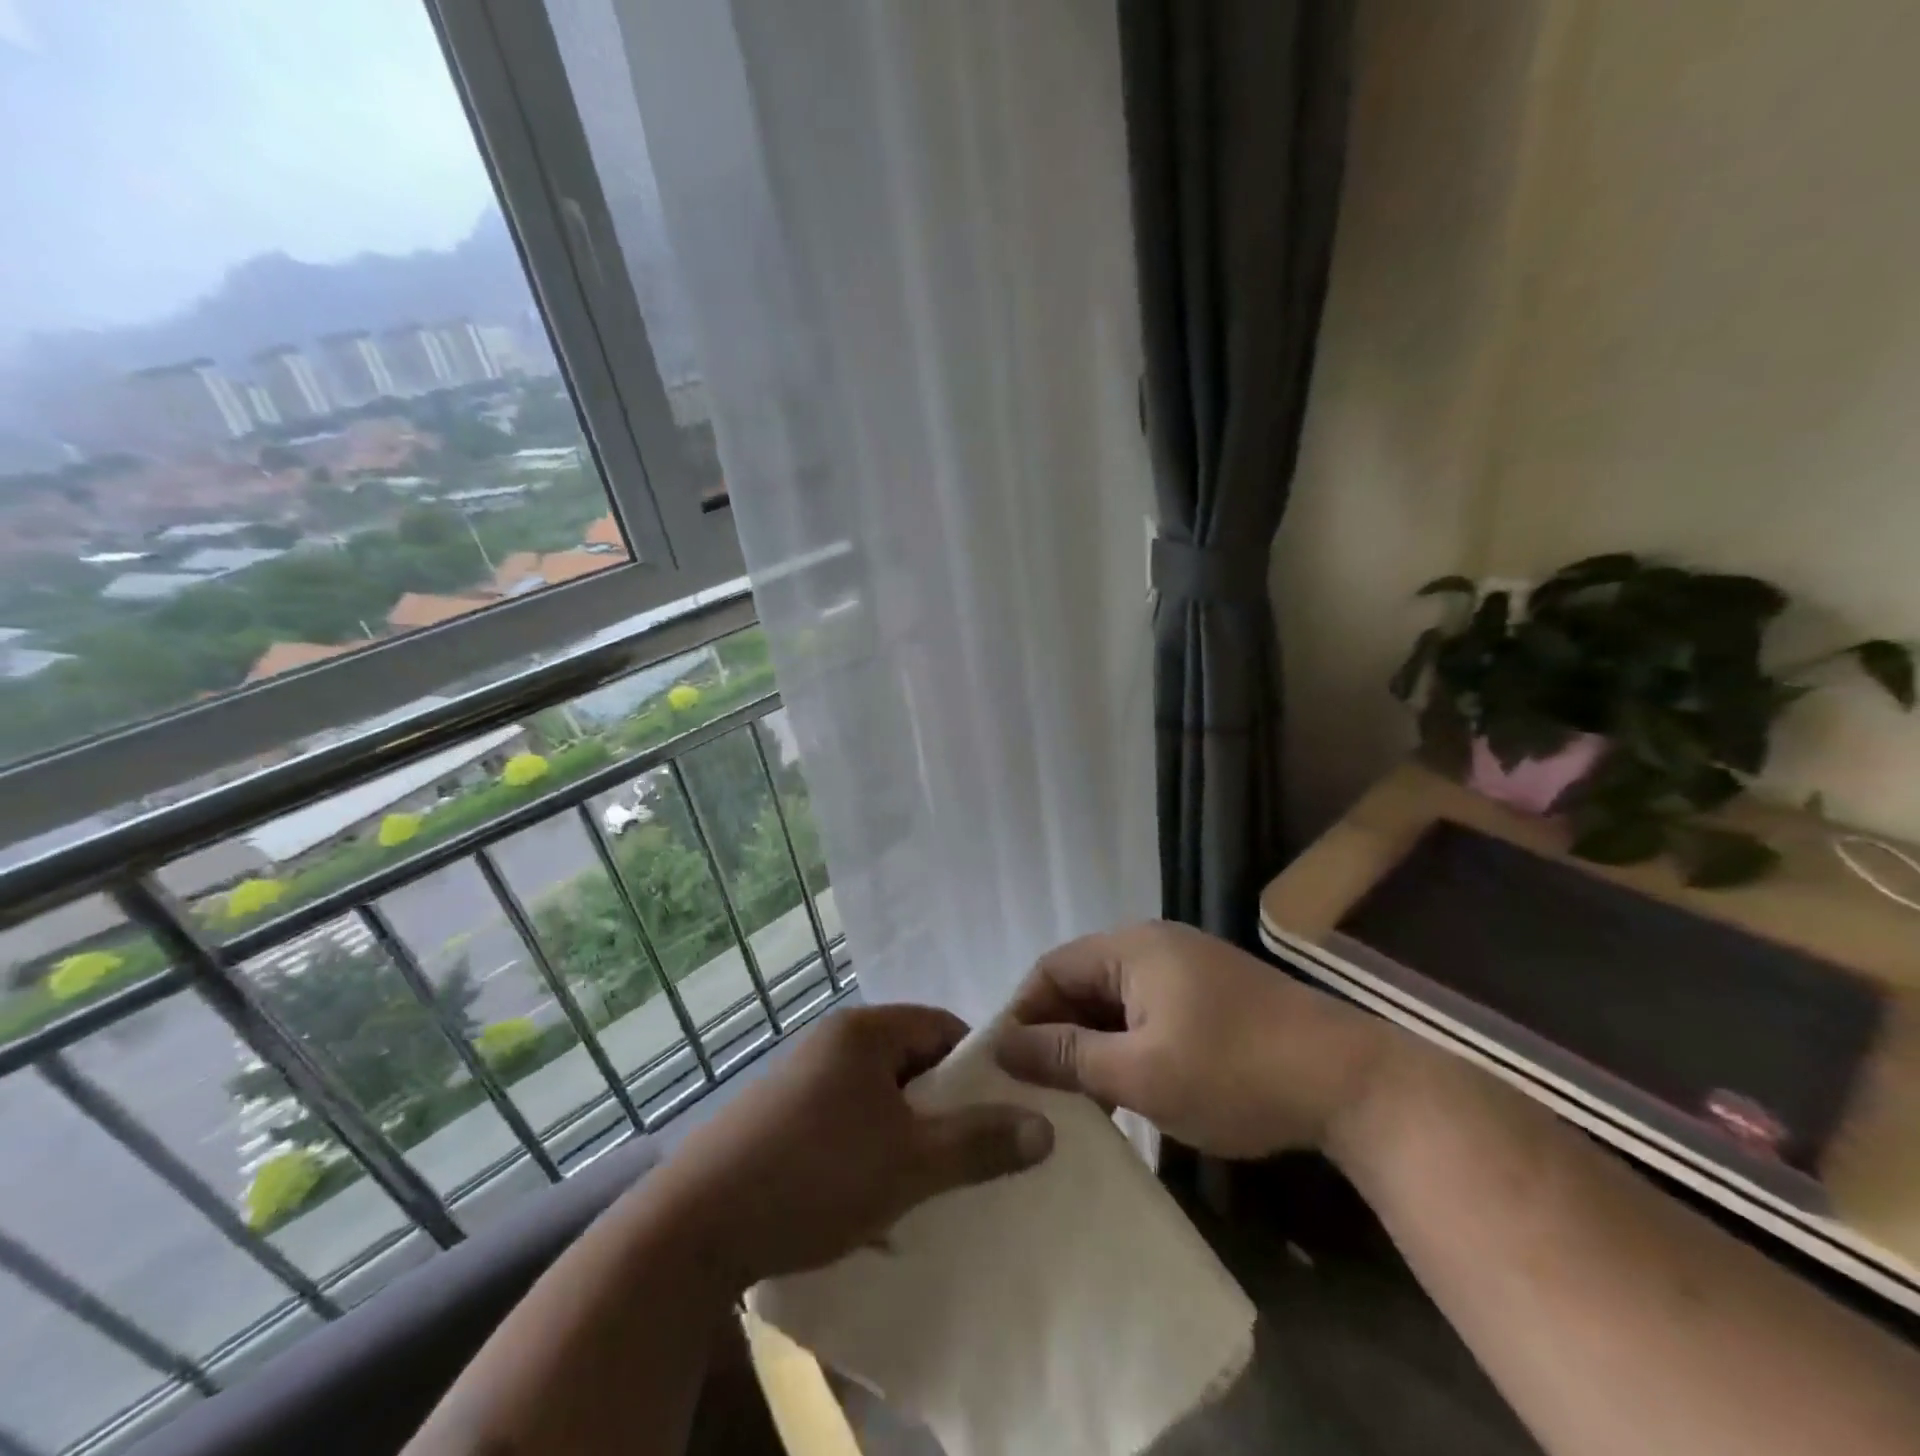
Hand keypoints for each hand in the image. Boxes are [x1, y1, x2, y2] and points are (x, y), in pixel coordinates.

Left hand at [653, 1005, 1053, 1288]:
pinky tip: (868, 1199)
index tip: (995, 1115)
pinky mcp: (777, 1116)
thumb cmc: (815, 1175)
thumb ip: (980, 1143)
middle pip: (909, 1061)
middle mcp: (831, 1041)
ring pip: (876, 1096)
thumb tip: (1045, 1128)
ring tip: (921, 1184)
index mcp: (864, 1031)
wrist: (694, 1228)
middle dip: (939, 1107)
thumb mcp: (910, 1164)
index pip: (941, 1027)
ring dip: (903, 1134)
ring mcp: (800, 1077)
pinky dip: (865, 1150)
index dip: (975, 1068)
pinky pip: (842, 1120)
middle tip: (963, 1155)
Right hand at [995, 920, 1394, 1157]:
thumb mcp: (1140, 1072)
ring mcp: (1189, 967)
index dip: (1023, 1014)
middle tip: (1040, 1090)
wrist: (1353, 1083)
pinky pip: (1149, 1011)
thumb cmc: (1234, 1072)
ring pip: (1116, 1000)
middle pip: (1082, 981)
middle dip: (1057, 1032)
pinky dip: (1128, 1044)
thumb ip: (1067, 1056)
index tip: (1005, 1067)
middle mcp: (1155, 944)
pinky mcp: (1213, 995)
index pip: (1051, 969)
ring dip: (1093, 1042)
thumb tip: (1003, 1046)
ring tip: (1078, 1097)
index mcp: (1132, 947)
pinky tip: (1128, 1086)